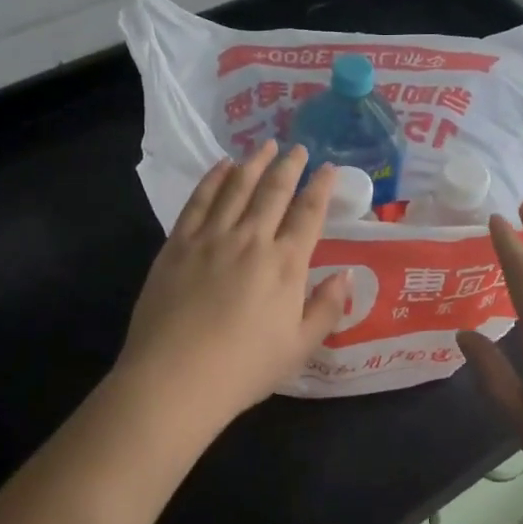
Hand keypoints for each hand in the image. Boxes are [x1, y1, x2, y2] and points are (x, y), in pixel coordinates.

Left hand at [111, 142, 349, 434]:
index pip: (308, 214)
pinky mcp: (178, 243)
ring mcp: (211, 238)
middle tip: (298, 148)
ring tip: (265, 145)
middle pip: (273, 192)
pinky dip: (213, 178)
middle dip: (289, 166)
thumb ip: (327, 308)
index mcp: (285, 265)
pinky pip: (199, 200)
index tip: (328, 168)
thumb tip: (347, 274)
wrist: (175, 378)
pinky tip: (222, 166)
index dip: (320, 188)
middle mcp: (251, 240)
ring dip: (253, 163)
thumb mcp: (299, 348)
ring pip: (237, 187)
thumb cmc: (243, 369)